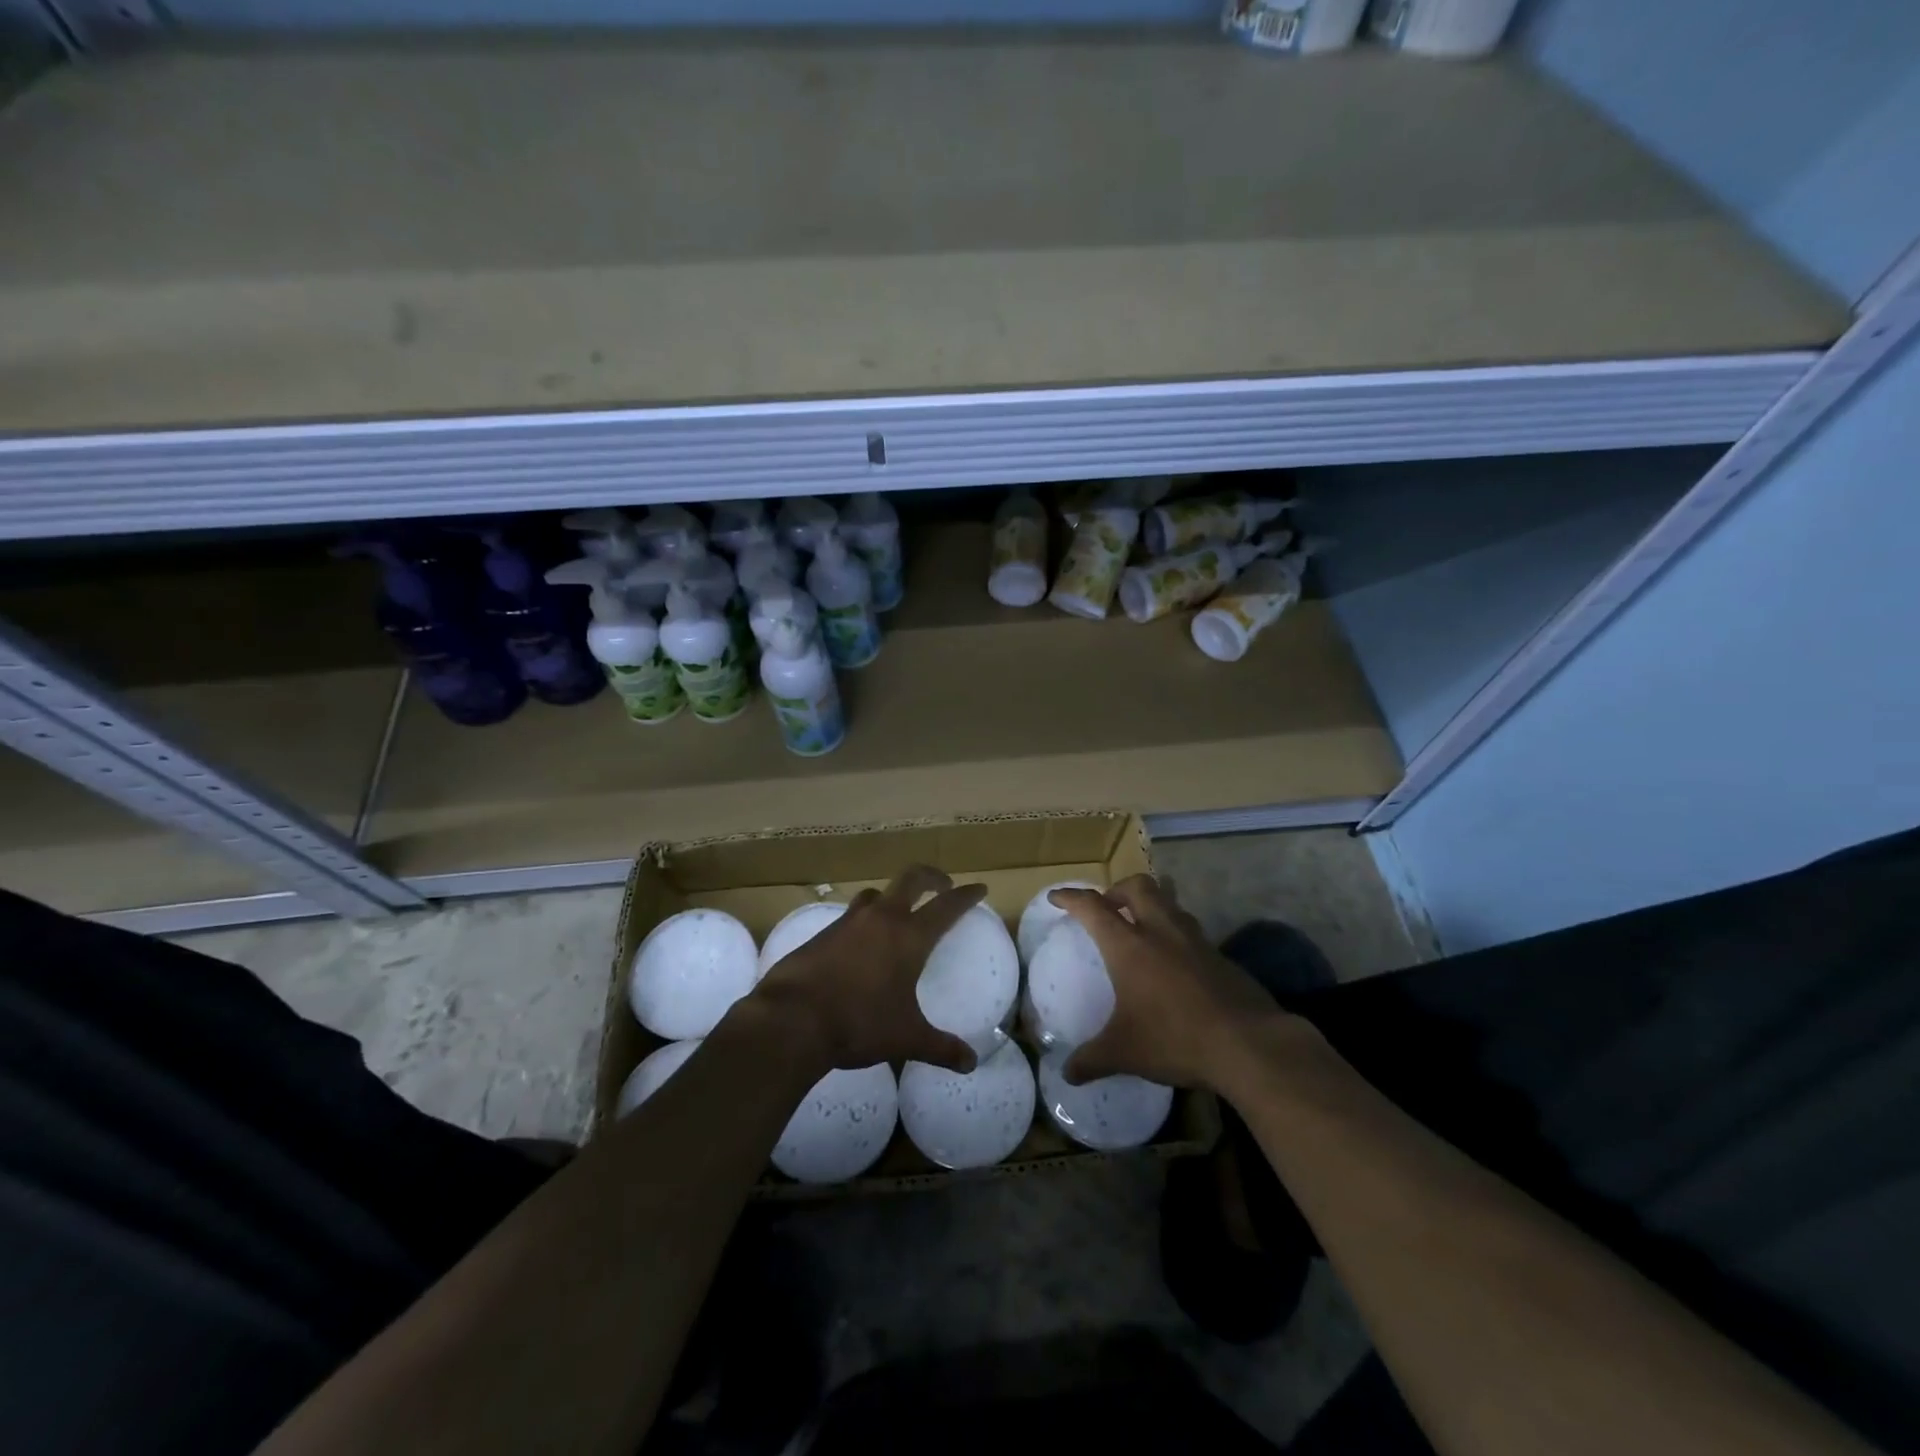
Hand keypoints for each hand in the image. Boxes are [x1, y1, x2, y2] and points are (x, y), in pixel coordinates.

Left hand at [752, 864, 983, 1074]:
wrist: (792, 1019)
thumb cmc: (859, 1024)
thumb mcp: (906, 1038)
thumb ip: (941, 1048)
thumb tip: (970, 1063)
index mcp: (909, 936)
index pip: (946, 906)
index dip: (966, 895)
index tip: (979, 888)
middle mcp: (881, 919)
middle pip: (910, 879)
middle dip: (931, 877)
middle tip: (942, 885)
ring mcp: (848, 922)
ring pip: (875, 894)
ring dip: (891, 897)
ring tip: (897, 914)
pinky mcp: (821, 934)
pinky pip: (849, 917)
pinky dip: (862, 922)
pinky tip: (860, 945)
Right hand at [1051, 874, 1304, 1092]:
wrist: (1249, 1044)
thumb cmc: (1176, 1039)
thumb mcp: (1125, 1053)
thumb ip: (1092, 1060)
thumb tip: (1067, 1074)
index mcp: (1129, 945)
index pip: (1093, 907)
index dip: (1071, 897)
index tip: (1056, 896)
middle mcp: (1161, 931)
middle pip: (1138, 886)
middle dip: (1118, 890)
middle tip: (1108, 909)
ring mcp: (1195, 940)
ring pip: (1169, 902)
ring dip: (1151, 906)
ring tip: (1142, 929)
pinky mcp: (1221, 956)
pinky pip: (1191, 930)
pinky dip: (1176, 934)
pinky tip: (1175, 963)